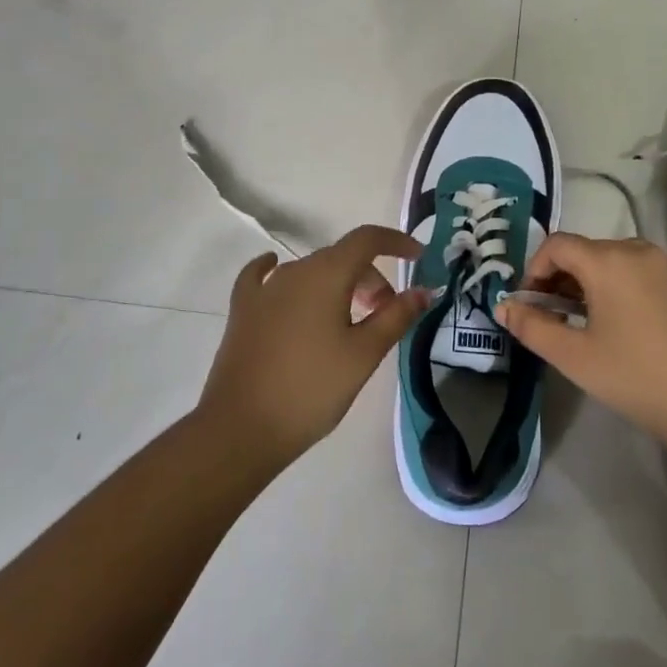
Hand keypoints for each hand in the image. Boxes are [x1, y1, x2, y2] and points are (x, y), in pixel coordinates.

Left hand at [199, 225, 428, 466]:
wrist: (243, 427)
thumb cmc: (313, 388)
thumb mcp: (364, 354)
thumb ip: (397, 316)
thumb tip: (424, 290)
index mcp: (326, 274)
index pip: (367, 239)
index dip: (396, 242)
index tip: (418, 257)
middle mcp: (294, 270)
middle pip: (342, 258)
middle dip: (371, 279)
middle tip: (386, 315)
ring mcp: (263, 289)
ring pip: (311, 272)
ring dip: (338, 286)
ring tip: (350, 321)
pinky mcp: (242, 310)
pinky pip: (264, 278)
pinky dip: (281, 274)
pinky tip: (275, 270)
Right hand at [495, 233, 666, 453]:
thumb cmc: (636, 379)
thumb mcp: (574, 357)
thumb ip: (532, 327)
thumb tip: (504, 306)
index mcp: (609, 261)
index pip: (557, 245)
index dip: (535, 269)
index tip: (531, 304)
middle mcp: (642, 251)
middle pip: (590, 251)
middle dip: (565, 278)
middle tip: (558, 317)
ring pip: (622, 261)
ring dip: (598, 283)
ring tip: (596, 323)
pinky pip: (652, 275)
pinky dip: (632, 289)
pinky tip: (637, 328)